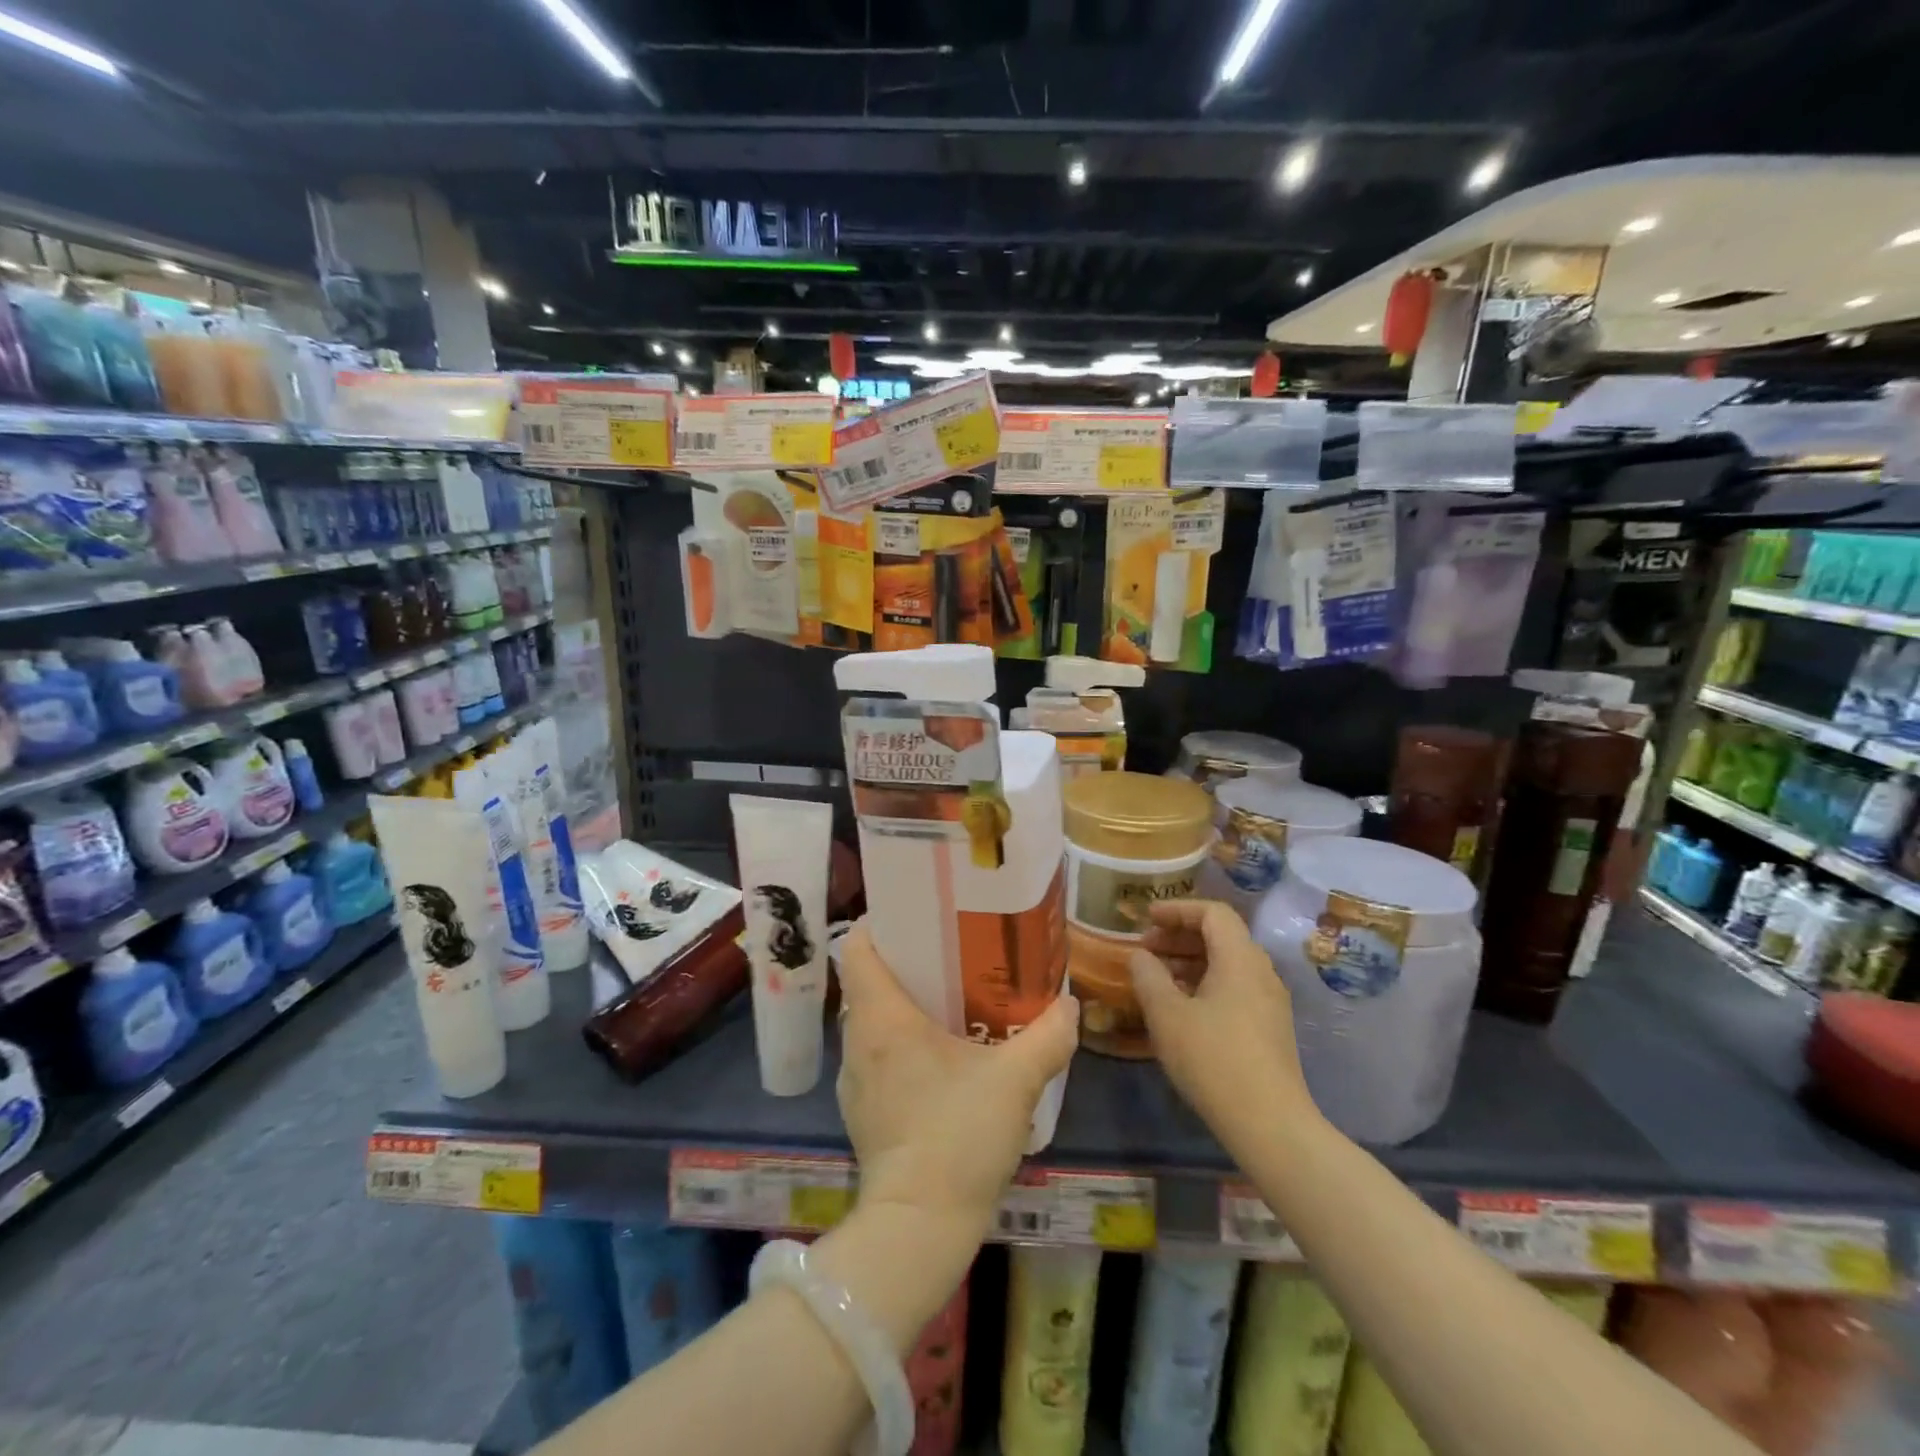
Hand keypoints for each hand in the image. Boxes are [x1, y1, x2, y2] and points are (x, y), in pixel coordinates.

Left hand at [835, 920, 1077, 1238]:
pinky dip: (901, 1044)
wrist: (918, 1227)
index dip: (883, 923)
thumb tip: (1070, 1005)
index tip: (919, 916)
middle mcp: (858, 1039)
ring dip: (905, 1006)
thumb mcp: (1015, 1081)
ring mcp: (854, 1079)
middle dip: (907, 963)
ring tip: (951, 1001)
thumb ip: (1048, 1036)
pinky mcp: (862, 1111)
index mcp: (882, 1017)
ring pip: (873, 1020)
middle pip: (869, 980)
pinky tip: (941, 1059)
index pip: (859, 947)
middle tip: (952, 954)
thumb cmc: (958, 1136)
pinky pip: (877, 1056)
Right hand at [1129, 900, 1315, 1153]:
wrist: (1270, 1125)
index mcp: (1240, 958)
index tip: (1146, 918)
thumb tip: (1140, 955)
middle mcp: (1261, 972)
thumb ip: (1148, 976)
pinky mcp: (1270, 1028)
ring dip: (1190, 961)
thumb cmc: (1213, 1060)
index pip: (1213, 912)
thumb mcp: (1167, 1015)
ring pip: (1228, 963)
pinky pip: (1235, 987)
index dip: (1177, 909)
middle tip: (1146, 949)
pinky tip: (1182, 1008)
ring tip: (1157, 978)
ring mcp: (1270, 1001)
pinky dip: (1205, 983)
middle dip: (1180, 935)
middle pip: (1221, 935)